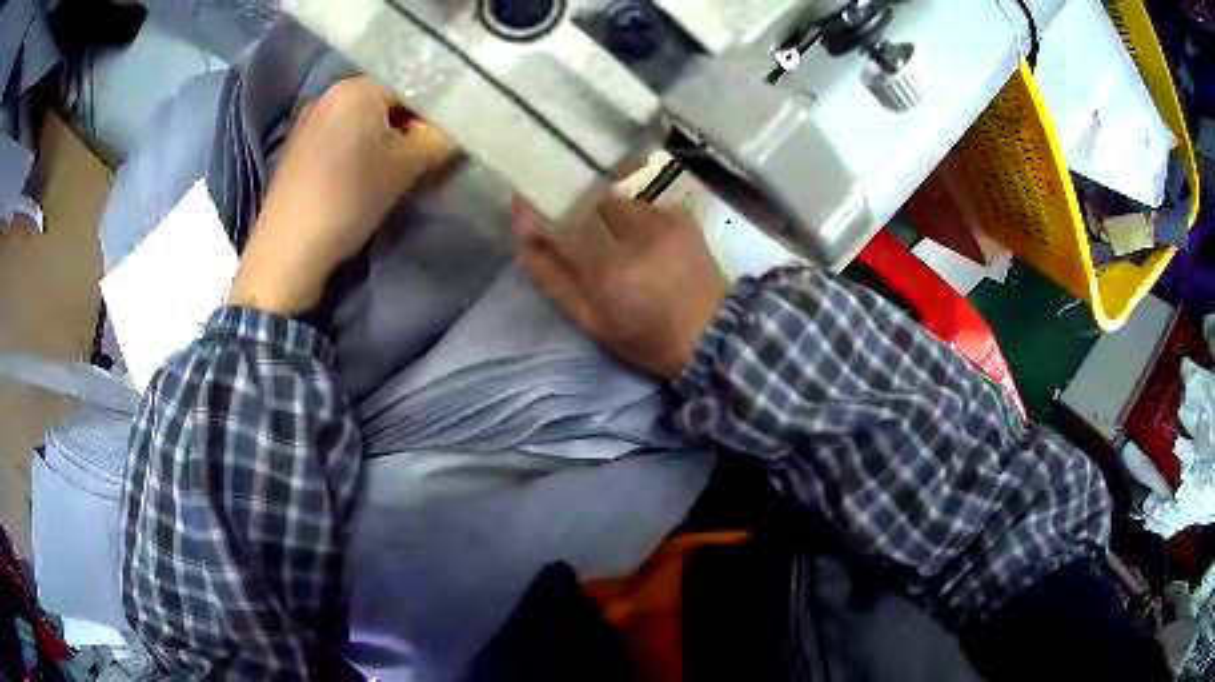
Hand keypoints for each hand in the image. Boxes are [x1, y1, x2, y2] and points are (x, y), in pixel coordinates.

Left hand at [229, 77, 453, 314]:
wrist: (289, 249)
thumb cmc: (350, 197)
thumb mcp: (406, 167)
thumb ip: (439, 140)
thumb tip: (458, 131)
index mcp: (357, 87)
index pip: (411, 88)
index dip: (431, 115)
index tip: (439, 144)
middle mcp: (329, 94)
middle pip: (383, 103)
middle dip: (404, 128)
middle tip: (417, 160)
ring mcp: (307, 122)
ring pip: (358, 122)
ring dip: (378, 142)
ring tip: (386, 174)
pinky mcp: (295, 150)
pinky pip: (336, 139)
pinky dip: (352, 152)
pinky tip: (354, 180)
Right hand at [514, 195, 727, 377]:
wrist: (712, 334)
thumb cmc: (644, 336)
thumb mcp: (589, 318)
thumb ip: (550, 274)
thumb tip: (521, 233)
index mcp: (608, 267)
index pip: (559, 222)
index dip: (540, 214)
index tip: (525, 207)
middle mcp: (634, 232)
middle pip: (586, 202)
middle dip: (578, 216)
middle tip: (586, 242)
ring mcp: (663, 219)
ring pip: (615, 202)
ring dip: (608, 218)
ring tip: (619, 247)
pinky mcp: (681, 215)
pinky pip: (643, 206)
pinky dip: (635, 221)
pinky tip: (647, 245)